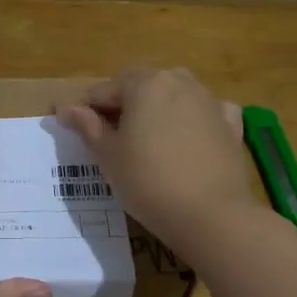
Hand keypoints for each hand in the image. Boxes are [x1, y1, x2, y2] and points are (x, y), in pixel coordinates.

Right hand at [56, 67, 257, 246]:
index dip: (86, 110)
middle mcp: (179, 82)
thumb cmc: (147, 181)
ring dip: (157, 112)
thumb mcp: (107, 156)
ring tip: (147, 143)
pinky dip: (192, 121)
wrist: (211, 215)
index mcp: (145, 83)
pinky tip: (187, 140)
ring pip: (173, 98)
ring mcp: (209, 101)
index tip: (75, 132)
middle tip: (111, 140)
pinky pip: (205, 113)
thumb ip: (87, 126)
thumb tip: (66, 108)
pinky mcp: (231, 125)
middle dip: (123, 107)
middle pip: (141, 88)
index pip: (104, 90)